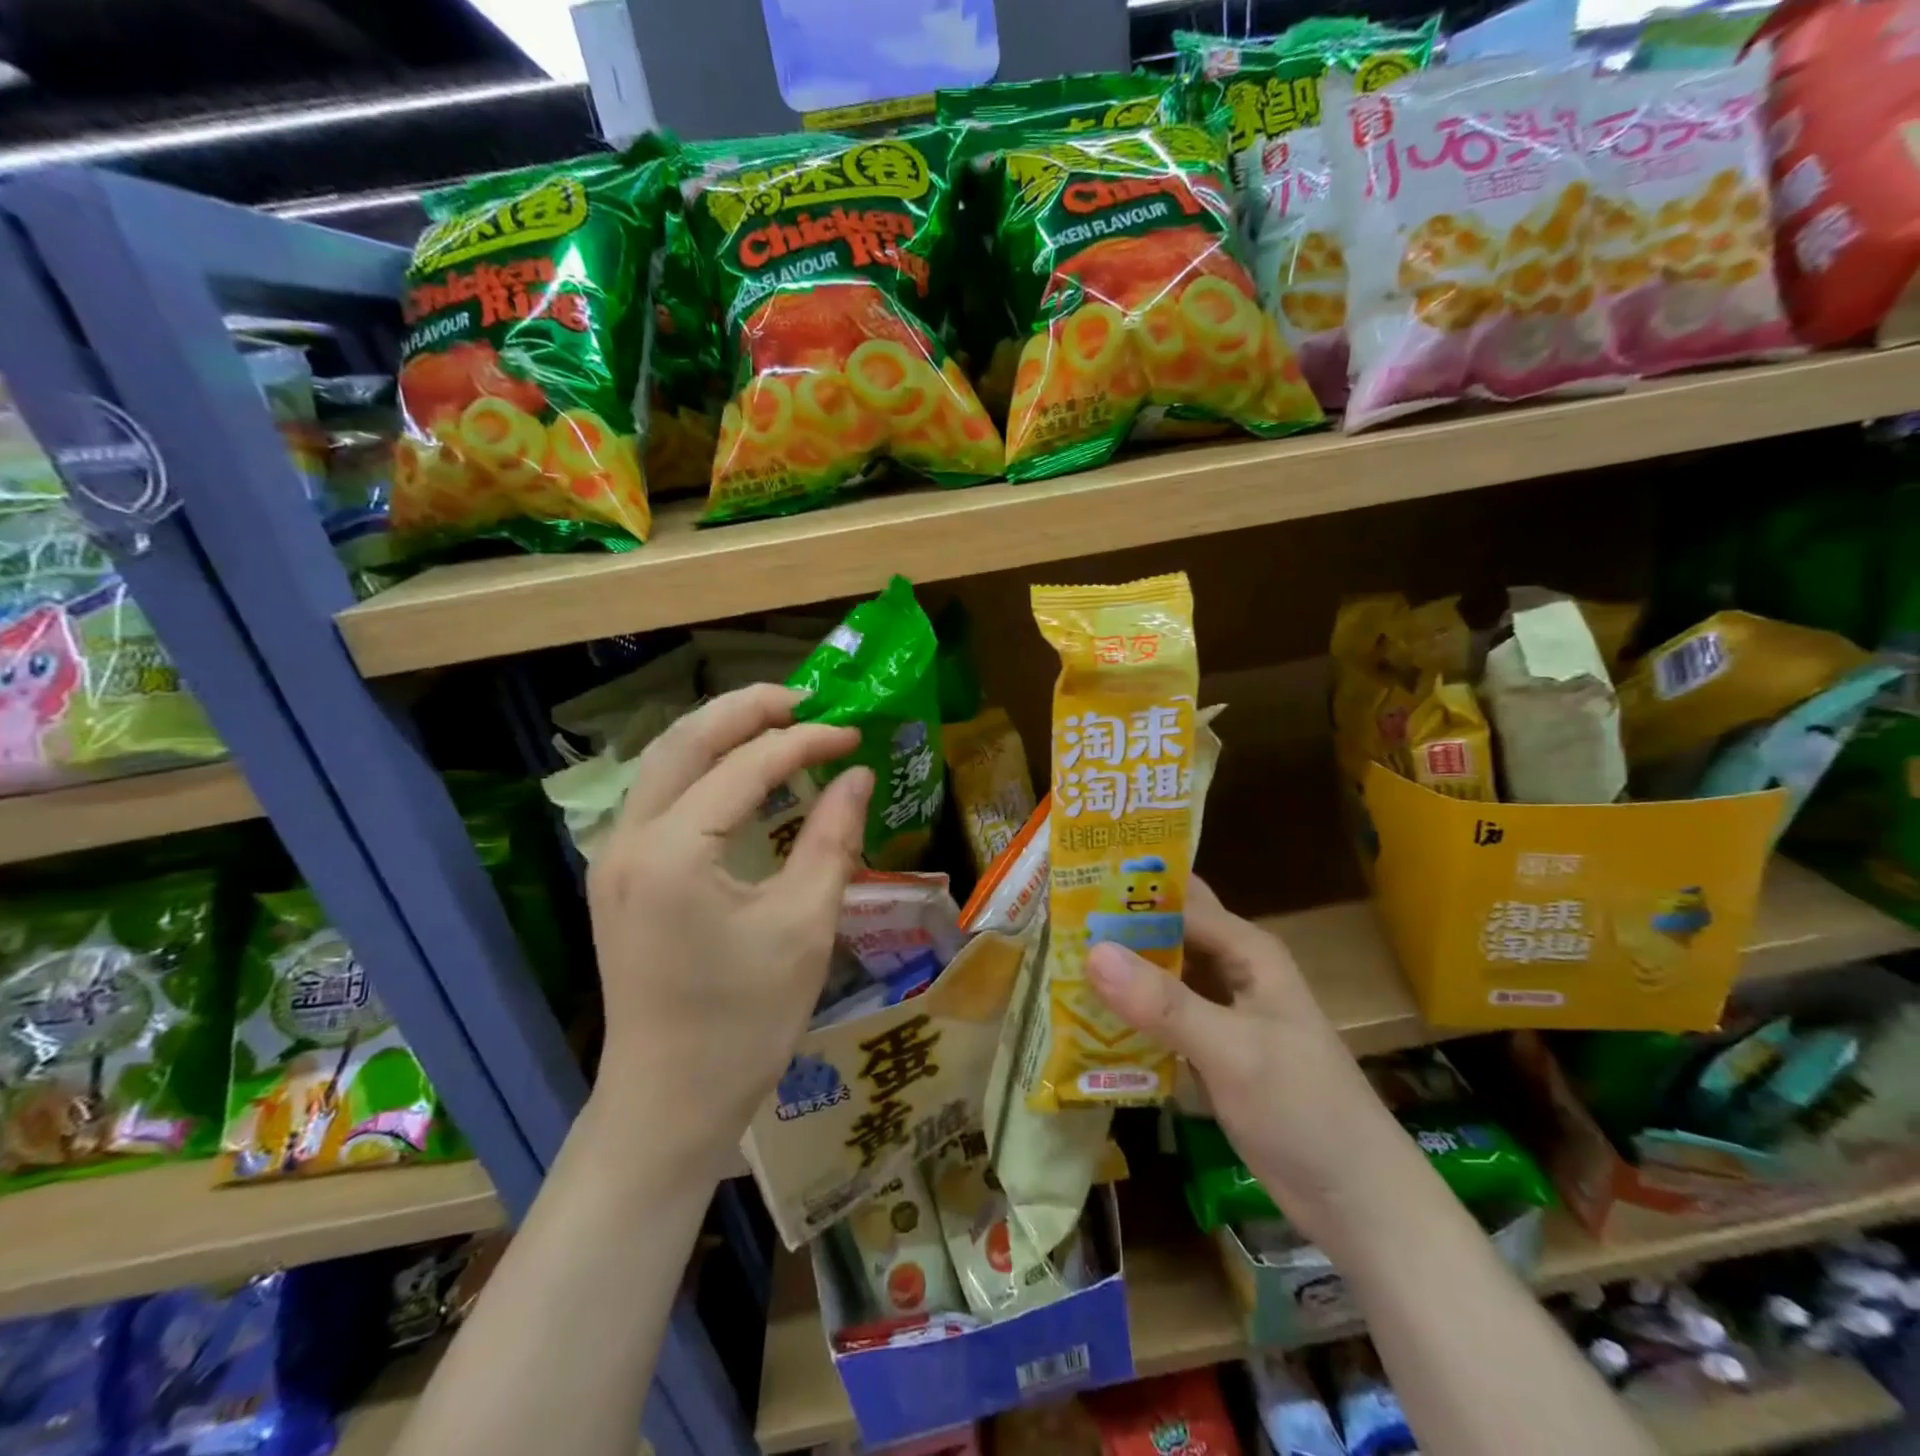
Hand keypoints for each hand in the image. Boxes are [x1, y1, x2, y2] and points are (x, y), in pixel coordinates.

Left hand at [584, 684, 871, 1181]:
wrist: (668, 1105)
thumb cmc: (744, 1024)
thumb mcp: (803, 927)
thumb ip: (832, 839)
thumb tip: (858, 775)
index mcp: (673, 853)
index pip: (746, 766)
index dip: (805, 741)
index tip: (853, 734)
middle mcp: (628, 840)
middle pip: (686, 740)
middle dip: (749, 709)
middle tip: (807, 699)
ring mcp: (613, 857)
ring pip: (663, 761)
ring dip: (720, 732)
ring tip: (778, 721)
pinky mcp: (618, 876)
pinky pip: (659, 795)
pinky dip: (702, 767)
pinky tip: (740, 773)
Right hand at [1085, 878, 1424, 1249]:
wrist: (1359, 1202)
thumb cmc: (1304, 1110)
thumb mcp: (1231, 1051)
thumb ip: (1163, 1003)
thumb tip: (1091, 952)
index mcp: (1246, 950)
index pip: (1178, 901)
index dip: (1127, 889)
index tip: (1067, 884)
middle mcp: (1233, 970)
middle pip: (1166, 934)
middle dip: (1115, 927)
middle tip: (1050, 922)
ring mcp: (1223, 1012)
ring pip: (1161, 976)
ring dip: (1119, 971)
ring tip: (1055, 962)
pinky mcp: (1213, 1050)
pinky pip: (1162, 1017)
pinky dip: (1130, 1013)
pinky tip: (1086, 1017)